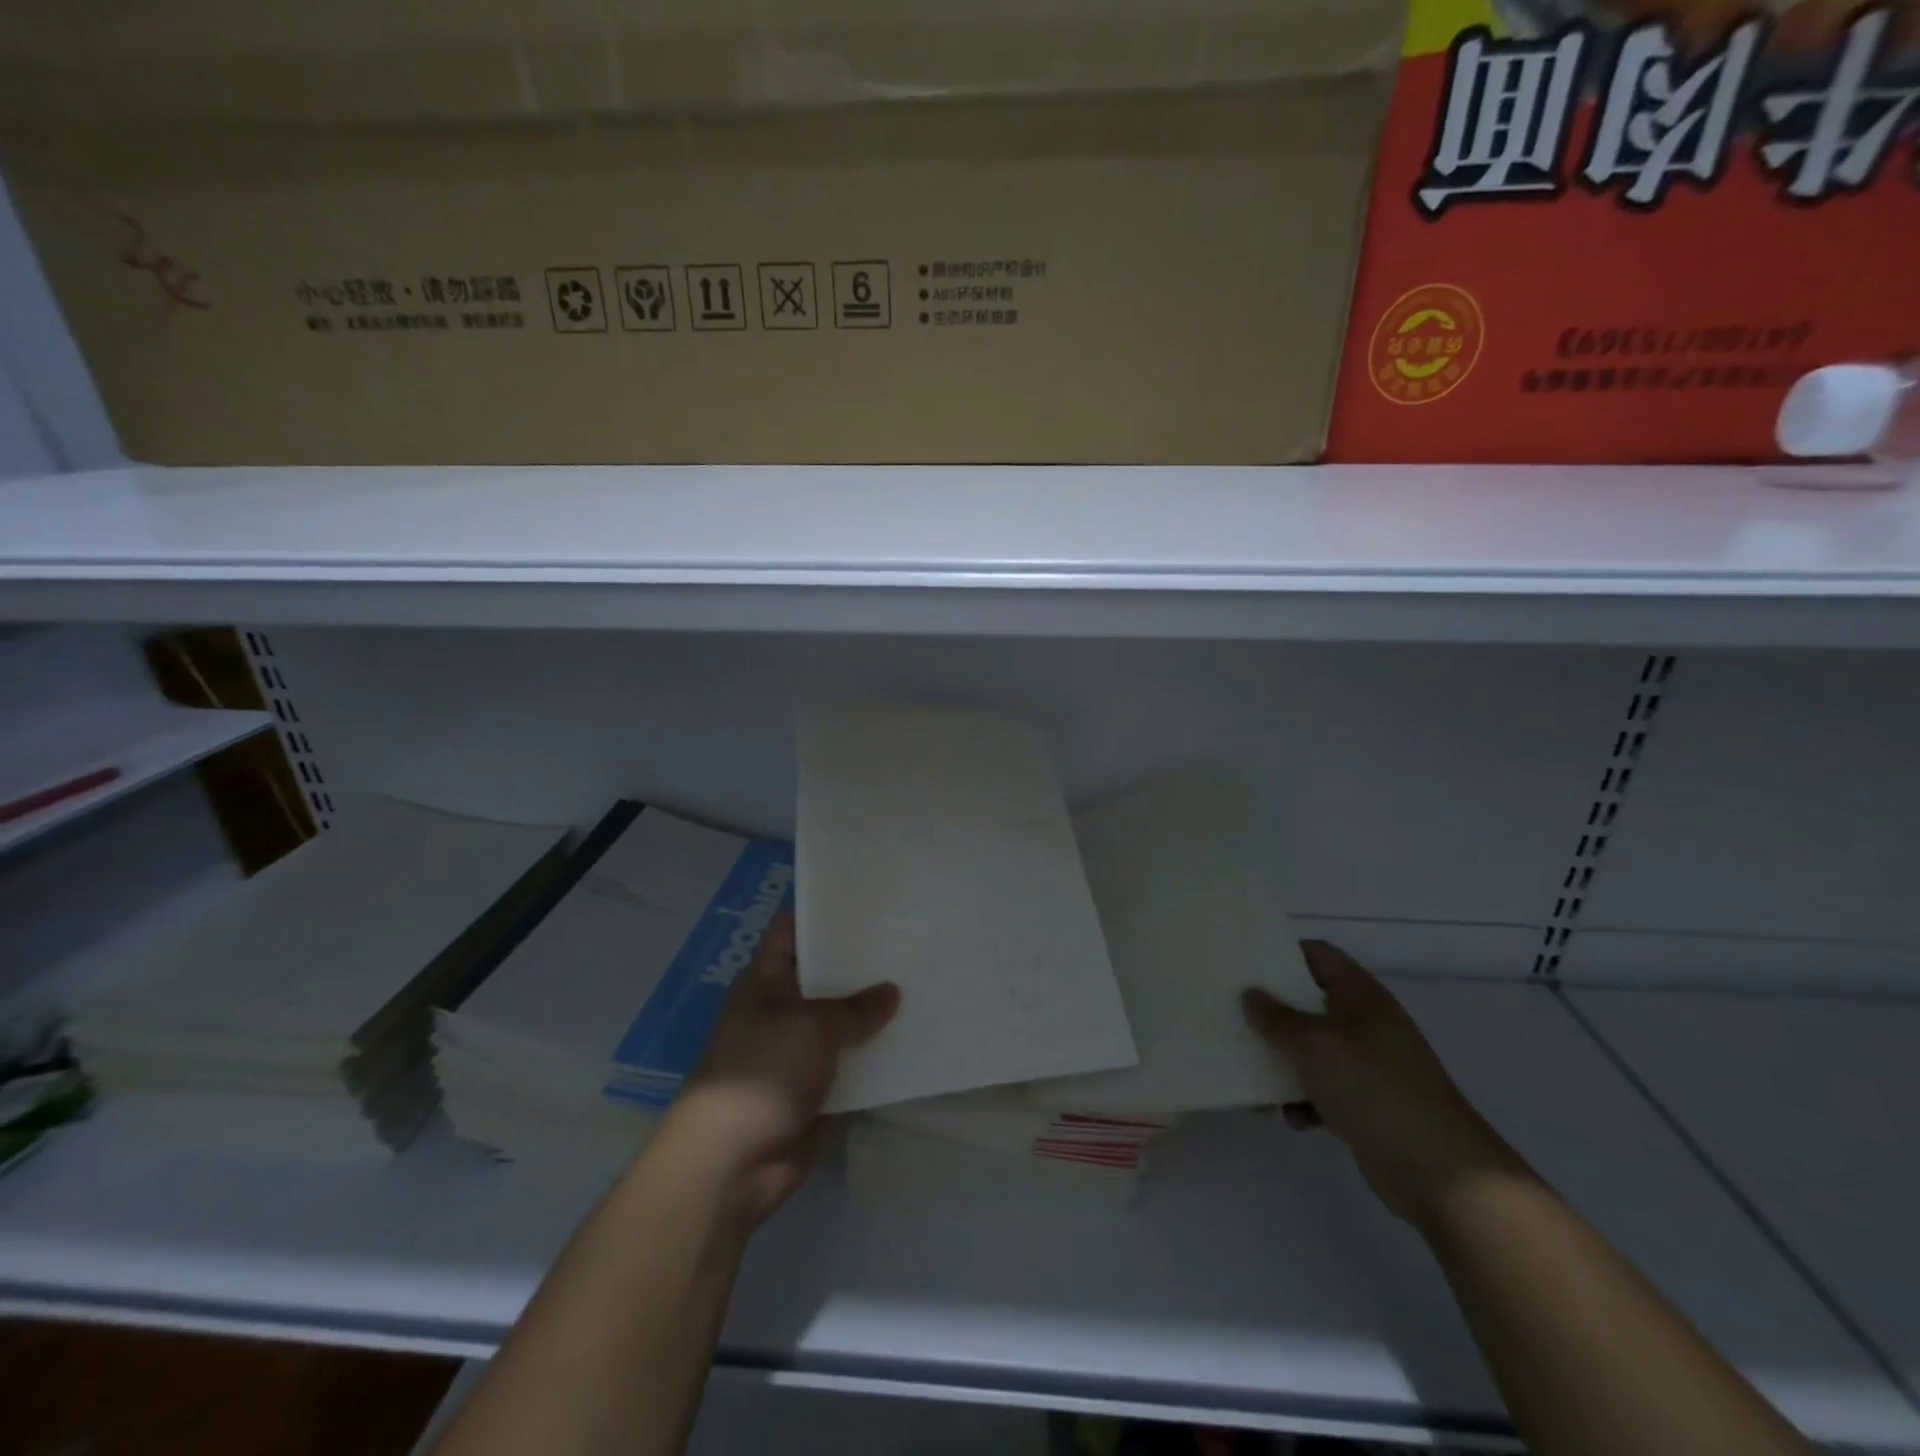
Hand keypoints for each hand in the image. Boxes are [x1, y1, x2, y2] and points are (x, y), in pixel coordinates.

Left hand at [664, 913, 898, 1224]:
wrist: (732, 1163)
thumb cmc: (763, 1072)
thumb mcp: (811, 1026)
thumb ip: (854, 1008)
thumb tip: (891, 992)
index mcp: (766, 980)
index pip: (794, 929)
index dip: (826, 911)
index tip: (870, 899)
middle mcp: (782, 1007)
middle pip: (825, 973)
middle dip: (862, 961)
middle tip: (910, 938)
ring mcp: (798, 1049)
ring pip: (842, 1019)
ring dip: (874, 1010)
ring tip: (922, 982)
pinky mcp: (816, 1087)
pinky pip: (851, 1061)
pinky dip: (876, 1053)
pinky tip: (915, 1037)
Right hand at [1241, 941, 1533, 1229]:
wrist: (1442, 1174)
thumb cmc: (1376, 1089)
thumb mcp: (1316, 1045)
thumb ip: (1277, 1018)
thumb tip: (1249, 995)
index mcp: (1360, 996)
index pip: (1317, 955)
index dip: (1281, 953)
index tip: (1242, 963)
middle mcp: (1365, 1024)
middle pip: (1308, 1002)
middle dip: (1270, 1011)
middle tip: (1230, 1012)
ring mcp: (1368, 1066)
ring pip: (1310, 1050)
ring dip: (1280, 1061)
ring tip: (1247, 1073)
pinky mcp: (1366, 1105)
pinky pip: (1321, 1090)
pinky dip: (1302, 1100)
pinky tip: (1289, 1117)